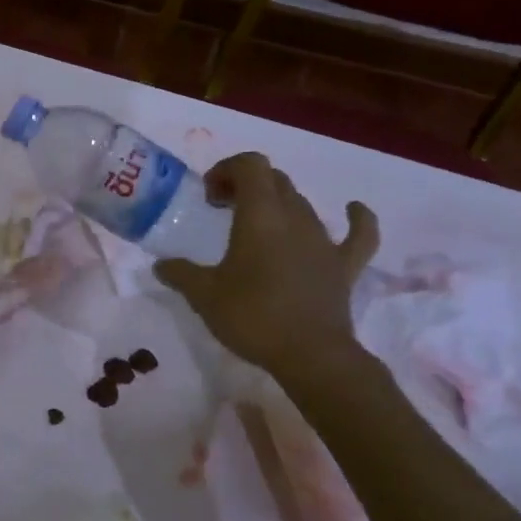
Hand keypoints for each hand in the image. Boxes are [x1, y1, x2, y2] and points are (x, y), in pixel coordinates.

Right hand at [154, 152, 378, 381]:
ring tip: (256, 224)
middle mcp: (294, 218)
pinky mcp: (344, 266)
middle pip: (274, 180)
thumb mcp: (203, 295)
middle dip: (246, 185)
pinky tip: (352, 209)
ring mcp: (324, 241)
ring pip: (302, 203)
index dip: (227, 169)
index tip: (208, 196)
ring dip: (277, 203)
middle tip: (222, 208)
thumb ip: (180, 274)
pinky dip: (356, 218)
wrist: (311, 356)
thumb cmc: (252, 316)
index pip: (250, 165)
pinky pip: (358, 234)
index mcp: (260, 215)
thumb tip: (162, 265)